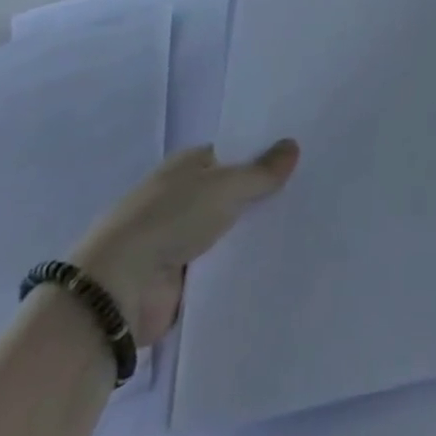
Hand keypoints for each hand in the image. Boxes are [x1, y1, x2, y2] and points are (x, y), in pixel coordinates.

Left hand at [70, 141, 298, 344]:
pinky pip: (225, 264)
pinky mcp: (185, 277)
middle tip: (316, 192)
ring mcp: (183, 238)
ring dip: (257, 232)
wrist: (119, 290)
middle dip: (266, 195)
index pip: (234, 154)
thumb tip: (293, 145)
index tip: (303, 160)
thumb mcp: (224, 186)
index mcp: (187, 166)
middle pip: (235, 192)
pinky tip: (282, 260)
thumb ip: (261, 171)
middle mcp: (184, 198)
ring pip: (233, 229)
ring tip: (309, 226)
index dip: (265, 156)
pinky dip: (245, 264)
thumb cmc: (169, 220)